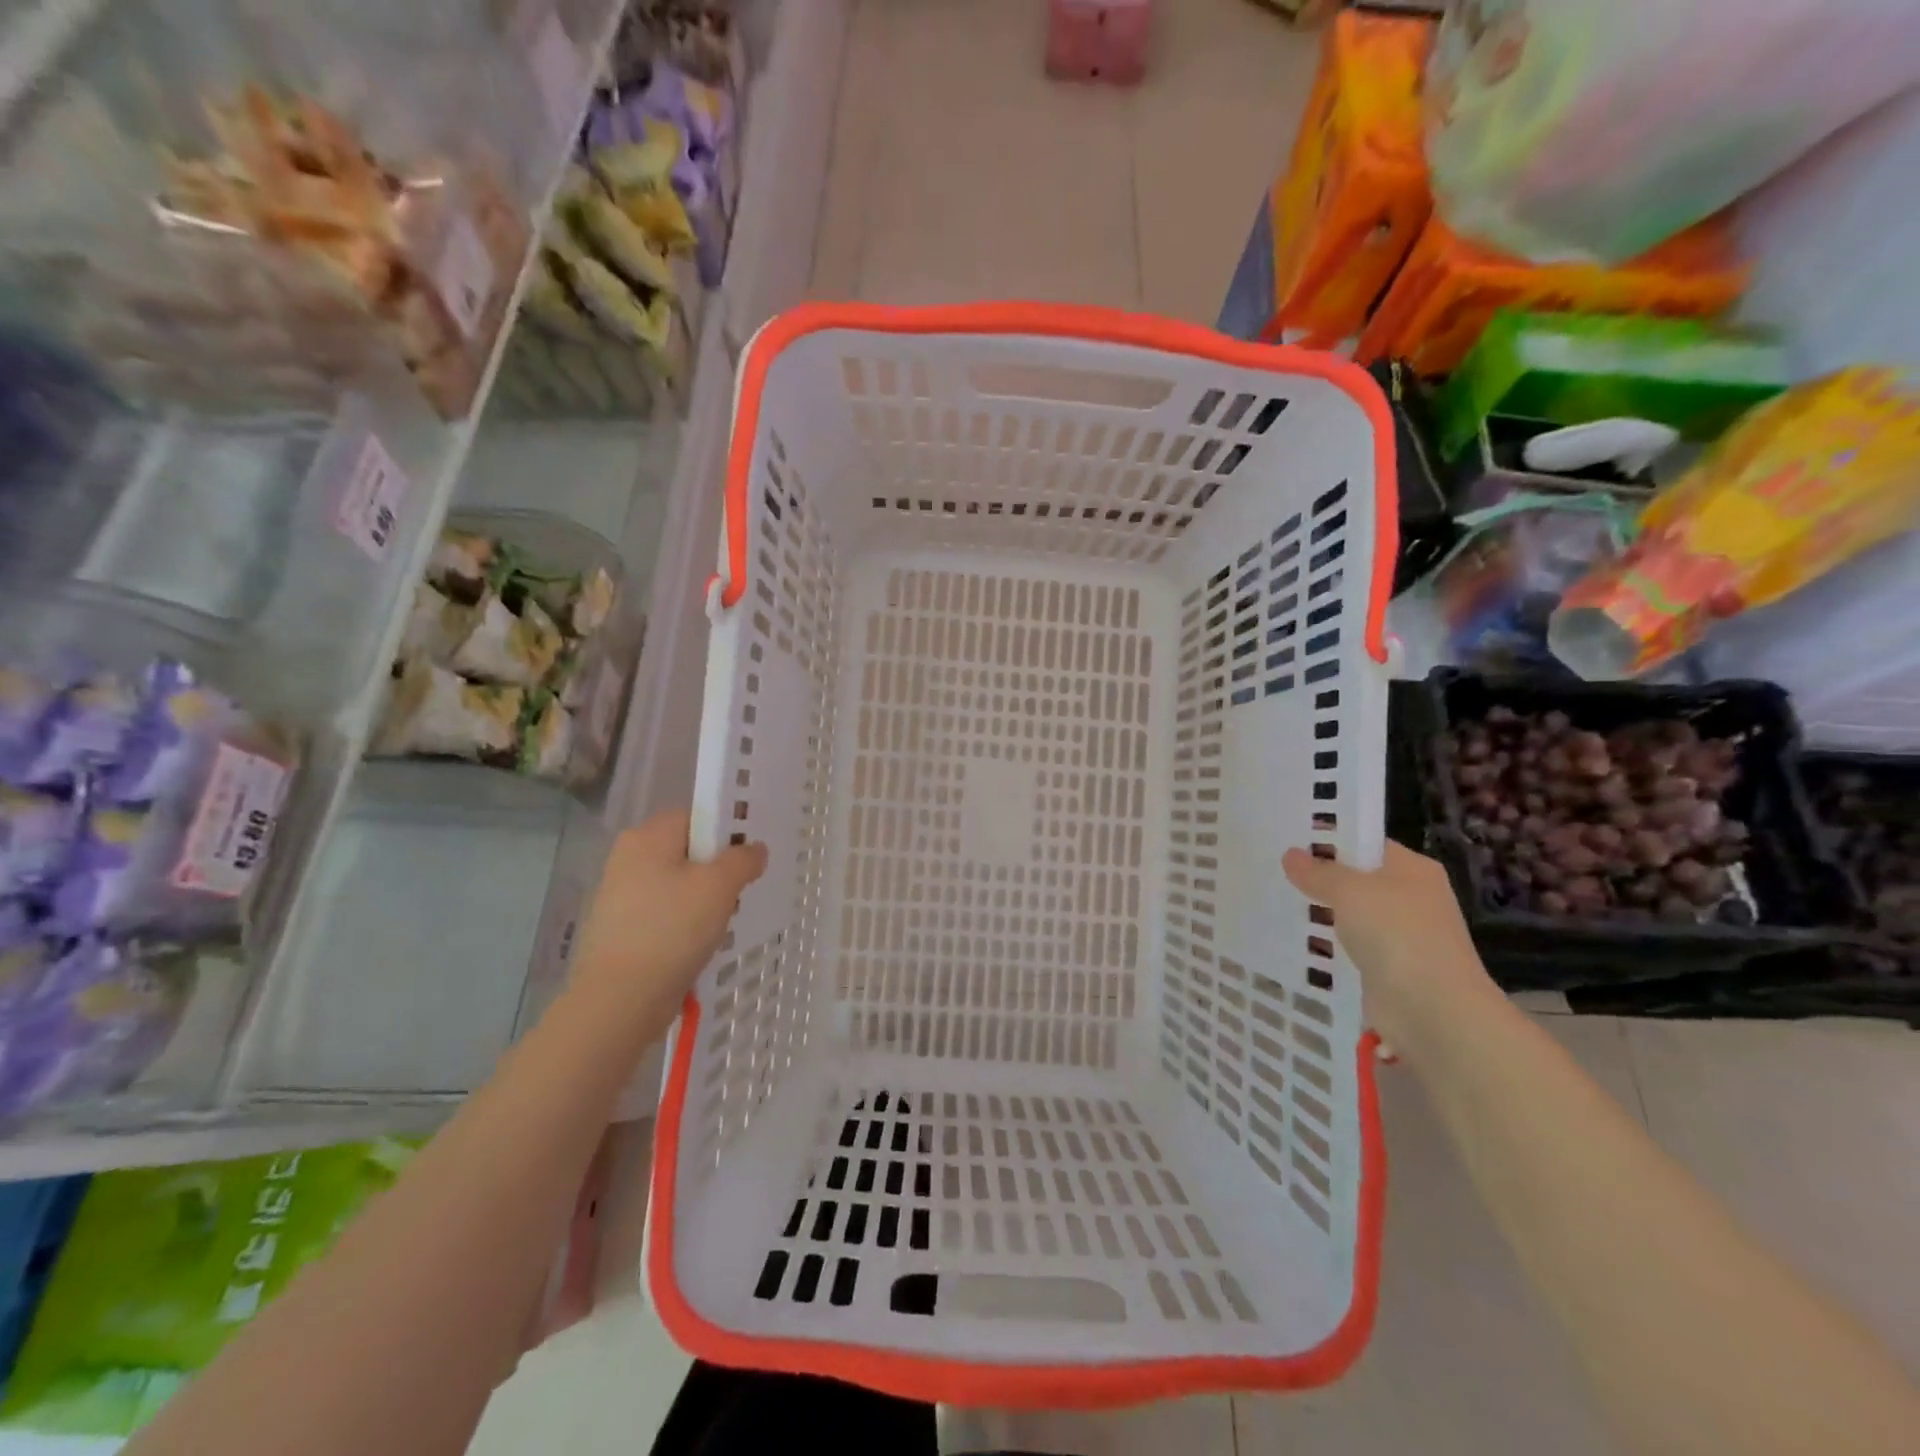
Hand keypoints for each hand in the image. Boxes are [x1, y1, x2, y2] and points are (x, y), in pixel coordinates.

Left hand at [571, 809, 766, 1022]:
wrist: (620, 999)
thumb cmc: (672, 930)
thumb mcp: (720, 887)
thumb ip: (743, 859)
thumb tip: (754, 849)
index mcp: (648, 836)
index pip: (697, 816)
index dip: (727, 832)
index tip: (749, 858)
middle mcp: (628, 856)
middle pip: (688, 850)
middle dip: (717, 870)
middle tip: (737, 894)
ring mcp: (620, 893)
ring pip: (679, 883)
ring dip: (704, 900)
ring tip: (719, 924)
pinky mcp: (621, 927)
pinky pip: (665, 911)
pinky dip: (684, 922)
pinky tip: (697, 944)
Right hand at [1281, 840, 1500, 1055]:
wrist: (1432, 1010)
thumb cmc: (1396, 934)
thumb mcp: (1350, 890)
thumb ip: (1318, 872)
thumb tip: (1291, 856)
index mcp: (1412, 869)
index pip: (1365, 843)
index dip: (1329, 839)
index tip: (1288, 839)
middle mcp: (1409, 897)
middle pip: (1356, 879)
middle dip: (1318, 878)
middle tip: (1272, 869)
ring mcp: (1400, 935)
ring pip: (1349, 915)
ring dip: (1320, 914)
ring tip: (1273, 901)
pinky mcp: (1386, 968)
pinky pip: (1349, 947)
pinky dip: (1326, 945)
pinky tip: (1293, 940)